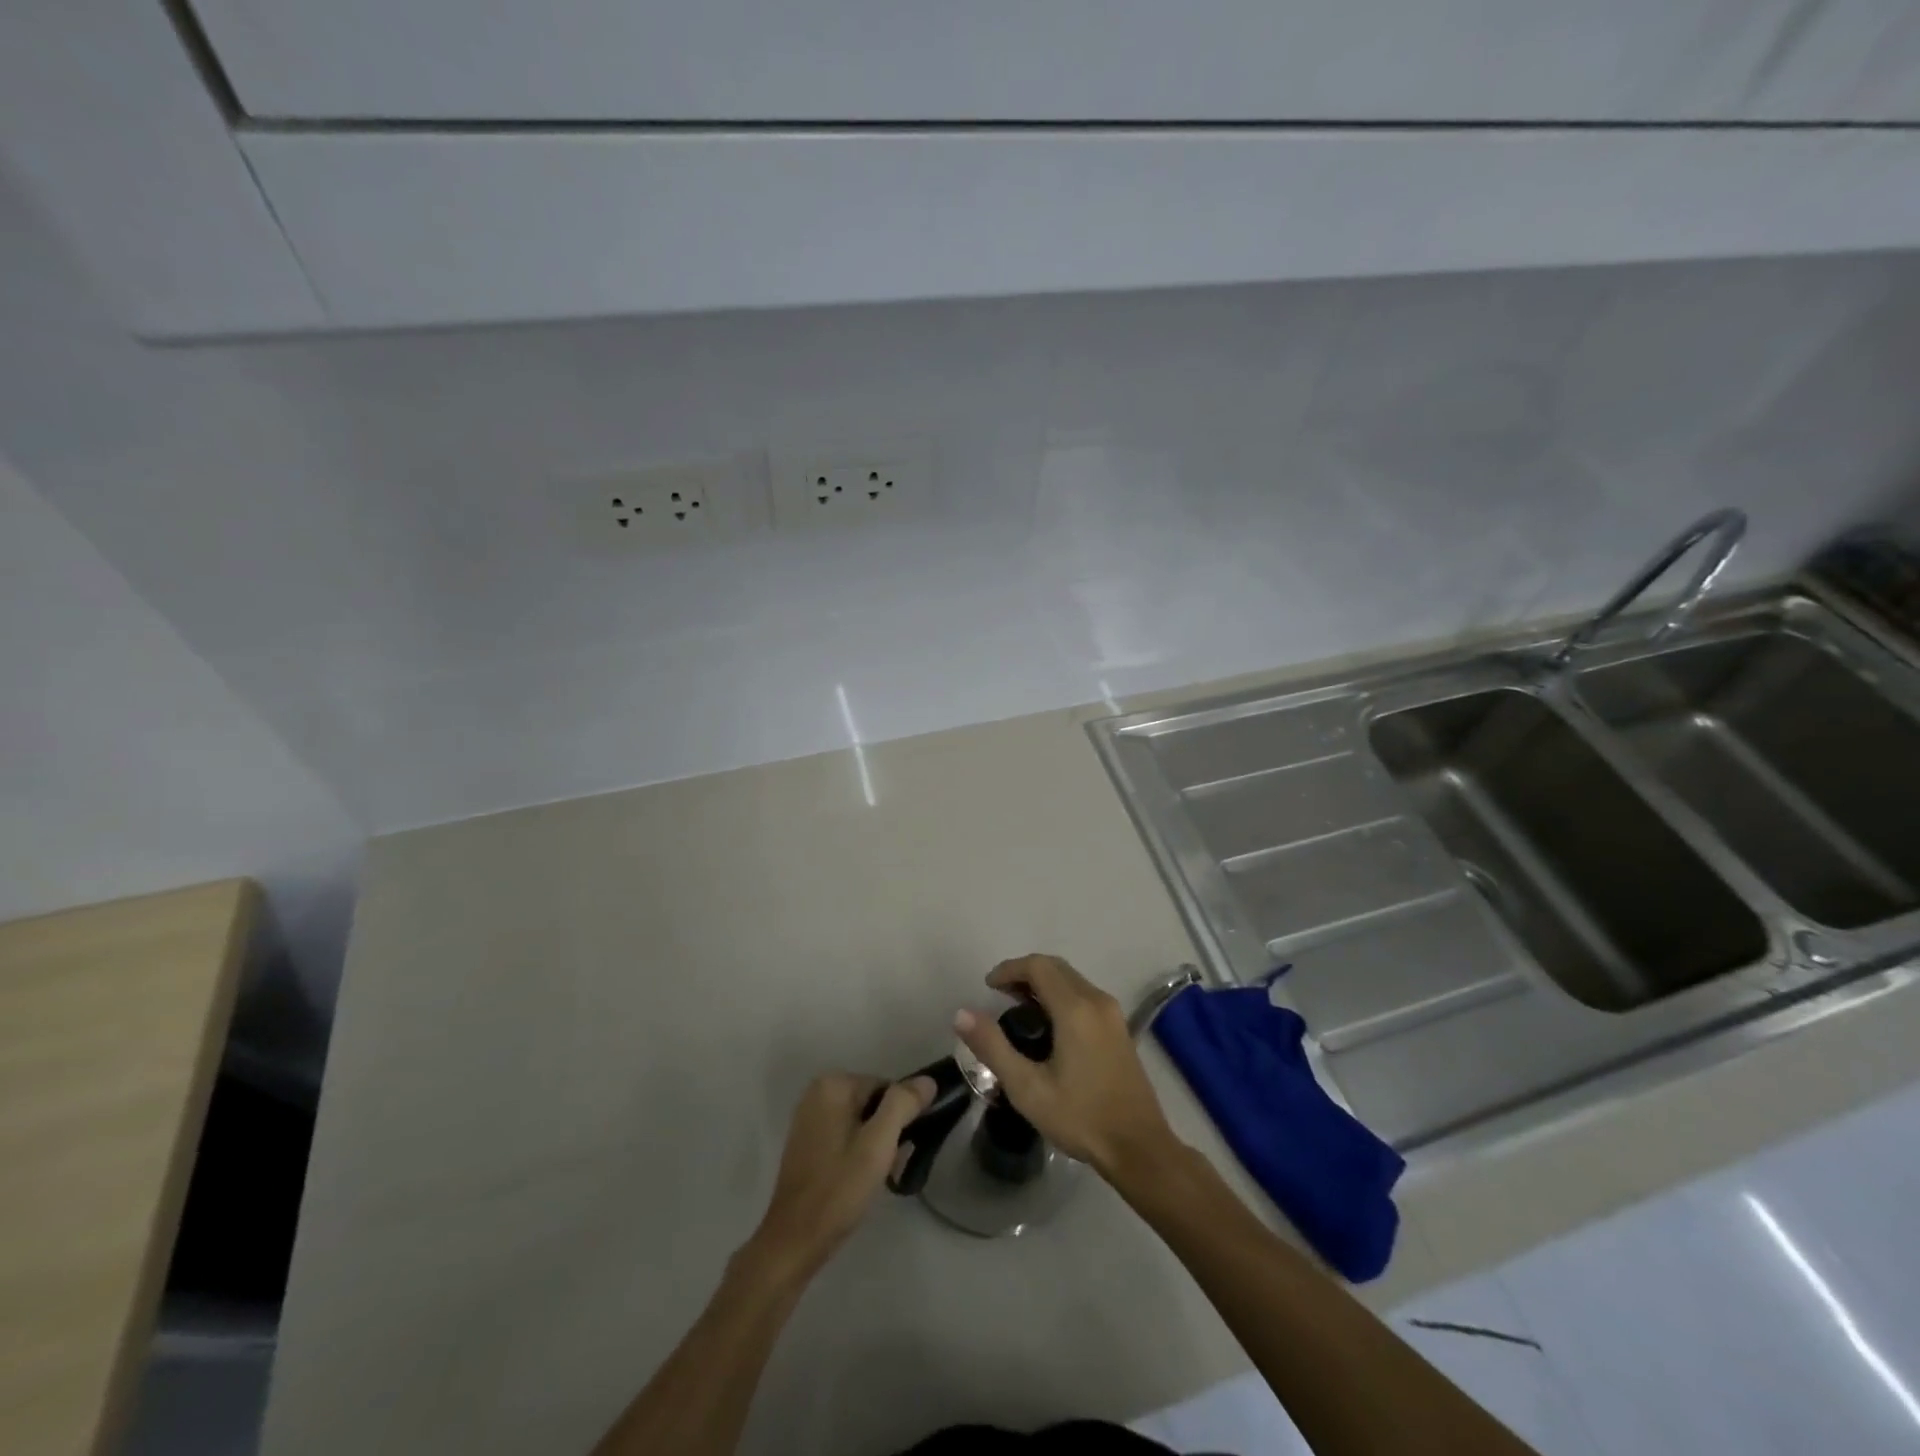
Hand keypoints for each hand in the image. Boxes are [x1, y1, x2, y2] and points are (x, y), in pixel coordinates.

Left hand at [747, 1072, 933, 1278]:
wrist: (794, 1240)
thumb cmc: (839, 1188)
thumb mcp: (879, 1144)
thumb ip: (903, 1105)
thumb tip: (928, 1080)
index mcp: (833, 1084)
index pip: (887, 1089)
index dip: (900, 1119)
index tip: (900, 1151)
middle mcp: (818, 1092)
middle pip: (873, 1104)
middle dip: (887, 1133)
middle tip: (890, 1167)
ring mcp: (810, 1117)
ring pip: (861, 1122)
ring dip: (875, 1146)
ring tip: (876, 1177)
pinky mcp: (807, 1141)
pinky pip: (845, 1135)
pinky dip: (857, 1152)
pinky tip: (859, 1179)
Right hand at [954, 954, 1179, 1180]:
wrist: (1139, 1147)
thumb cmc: (1081, 1117)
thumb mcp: (1027, 1088)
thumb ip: (993, 1047)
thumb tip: (962, 1013)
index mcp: (1075, 1008)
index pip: (1038, 966)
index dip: (1009, 969)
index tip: (988, 987)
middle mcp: (1097, 1000)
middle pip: (1056, 967)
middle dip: (1024, 973)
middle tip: (999, 996)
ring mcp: (1112, 1013)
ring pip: (1072, 979)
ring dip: (1043, 984)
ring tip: (1017, 1009)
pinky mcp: (1119, 1028)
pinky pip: (1084, 995)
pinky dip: (1060, 995)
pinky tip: (1048, 1026)